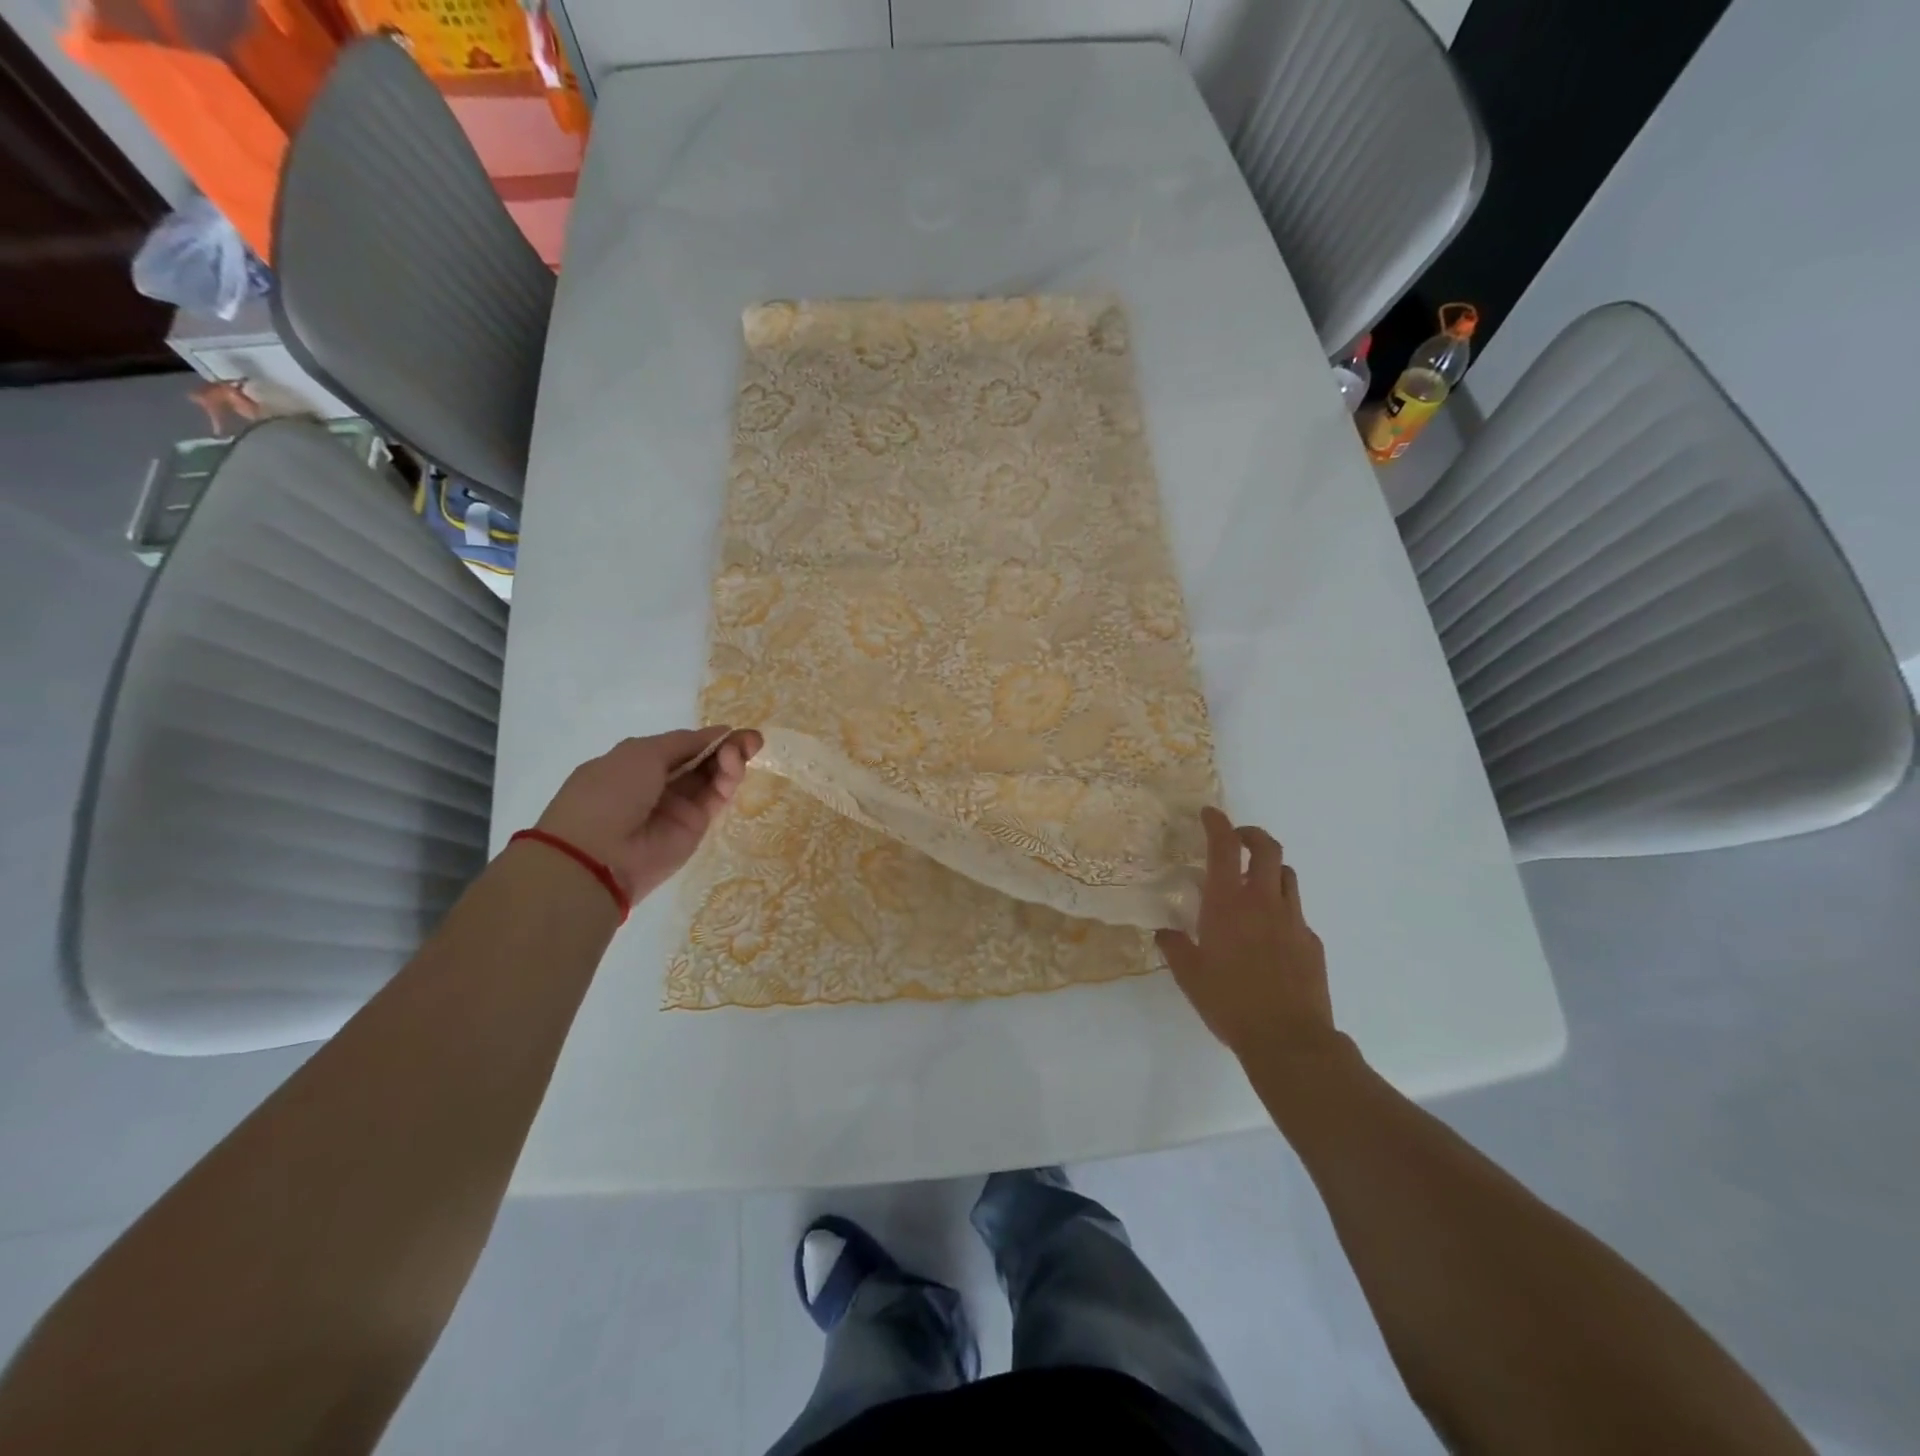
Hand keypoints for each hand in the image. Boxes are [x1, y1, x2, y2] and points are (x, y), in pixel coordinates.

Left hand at [534, 727, 761, 902]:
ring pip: (712, 778)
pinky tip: (734, 764)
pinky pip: (716, 798)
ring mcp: (678, 806)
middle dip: (726, 747)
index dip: (705, 737)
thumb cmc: (610, 792)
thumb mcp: (641, 753)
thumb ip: (684, 742)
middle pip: (701, 761)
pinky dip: (727, 779)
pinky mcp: (696, 827)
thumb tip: (719, 733)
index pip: (680, 746)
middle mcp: (658, 784)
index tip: (731, 729)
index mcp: (636, 763)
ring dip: (730, 760)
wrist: (599, 854)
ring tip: (745, 748)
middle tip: (751, 739)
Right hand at [1155, 807, 1335, 1061]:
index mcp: (1228, 903)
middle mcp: (1263, 902)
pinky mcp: (1311, 943)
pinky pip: (1296, 913)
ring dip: (1270, 869)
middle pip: (1268, 848)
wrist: (1289, 1040)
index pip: (1224, 847)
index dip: (1217, 823)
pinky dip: (1282, 910)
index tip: (1209, 813)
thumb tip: (1165, 932)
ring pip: (1288, 876)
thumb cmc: (1229, 1002)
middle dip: (1252, 835)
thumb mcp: (1189, 976)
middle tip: (1237, 839)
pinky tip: (1270, 935)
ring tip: (1255, 883)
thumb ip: (1175, 947)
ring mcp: (1293, 921)